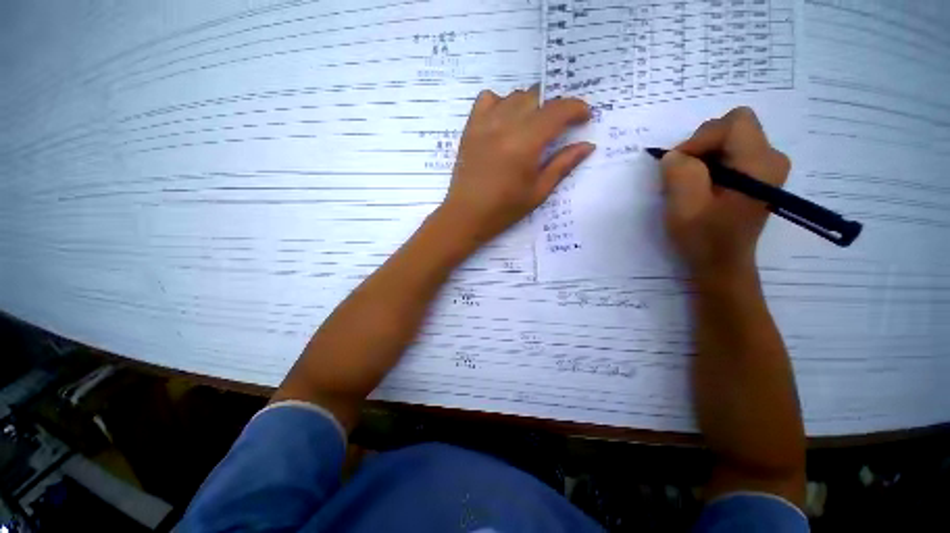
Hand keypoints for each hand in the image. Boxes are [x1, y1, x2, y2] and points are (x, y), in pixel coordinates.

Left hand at [437, 86, 594, 247]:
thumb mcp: (538, 192)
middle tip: (559, 127)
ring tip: (532, 125)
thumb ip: (562, 165)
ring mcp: (484, 124)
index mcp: (525, 143)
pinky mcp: (470, 128)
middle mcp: (505, 125)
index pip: (557, 110)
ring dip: (530, 105)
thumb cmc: (504, 210)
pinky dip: (501, 102)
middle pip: (537, 97)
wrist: (466, 215)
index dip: (576, 109)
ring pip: (514, 96)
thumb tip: (587, 146)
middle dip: (555, 107)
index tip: (584, 118)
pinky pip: (487, 99)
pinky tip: (504, 120)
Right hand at [661, 107, 790, 280]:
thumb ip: (679, 171)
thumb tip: (676, 155)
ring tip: (691, 185)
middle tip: (683, 176)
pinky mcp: (757, 175)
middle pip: (734, 127)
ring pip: (730, 139)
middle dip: (701, 146)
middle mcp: (772, 158)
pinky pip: (730, 153)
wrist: (721, 263)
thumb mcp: (684, 205)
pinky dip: (709, 164)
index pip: (733, 123)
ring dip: (703, 156)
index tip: (680, 167)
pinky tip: (701, 186)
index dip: (701, 139)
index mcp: (760, 164)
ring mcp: (767, 167)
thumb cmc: (704, 238)